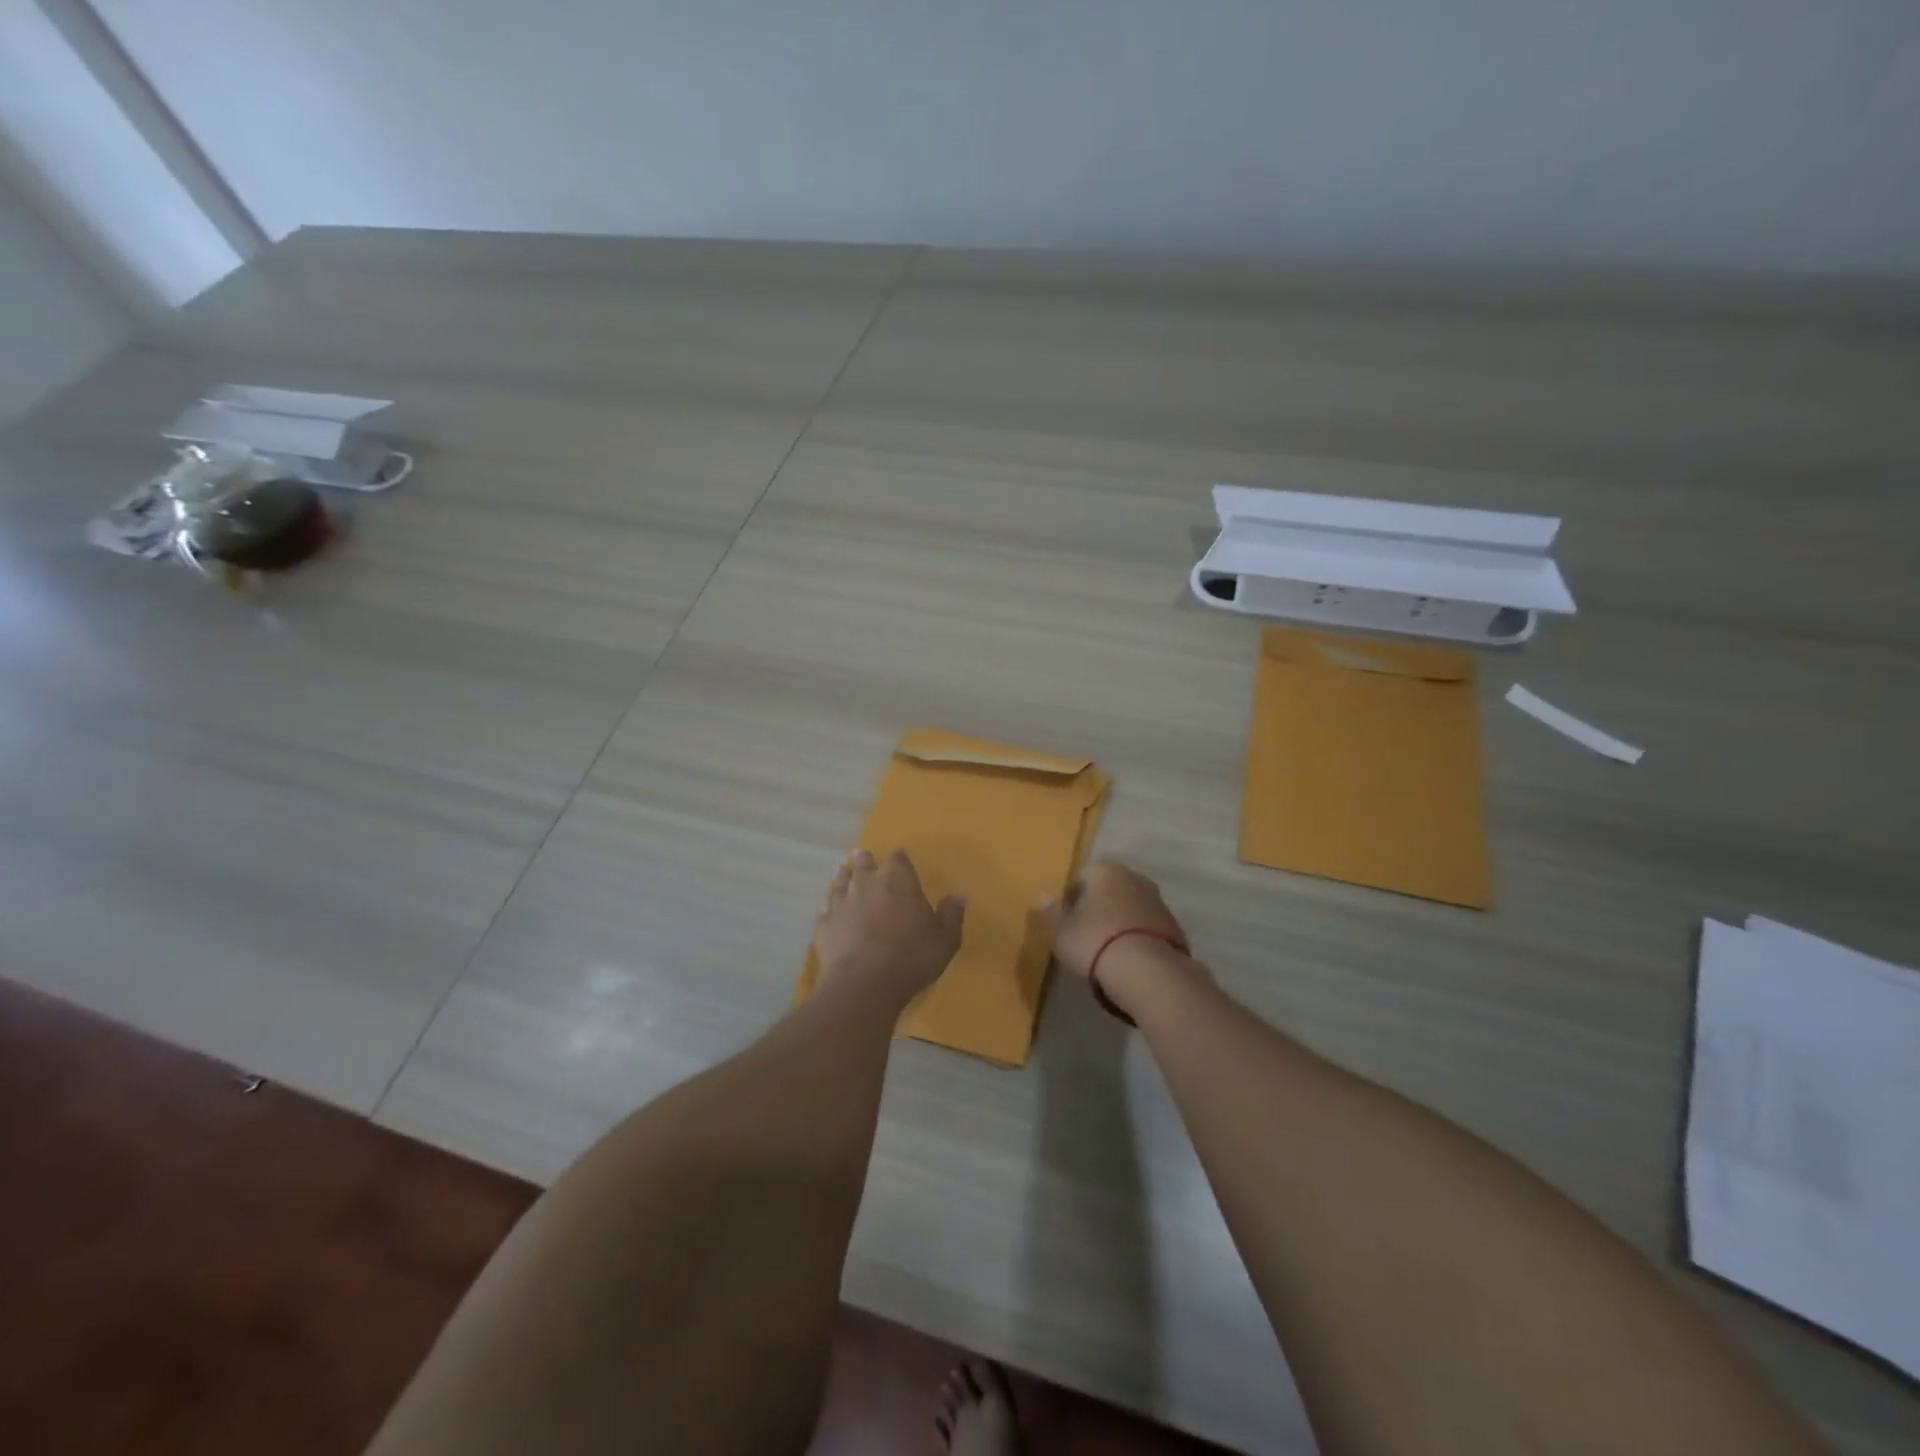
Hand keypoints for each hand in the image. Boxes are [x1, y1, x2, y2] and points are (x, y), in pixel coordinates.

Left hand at [813, 849, 965, 1004]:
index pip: (898, 858)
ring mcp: (841, 902)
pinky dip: (830, 910)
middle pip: (863, 863)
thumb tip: (959, 896)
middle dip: (865, 861)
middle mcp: (866, 882)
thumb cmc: (912, 956)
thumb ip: (951, 915)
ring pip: (840, 881)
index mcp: (897, 878)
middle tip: (863, 857)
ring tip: (842, 873)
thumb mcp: (945, 938)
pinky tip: (830, 913)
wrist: (865, 984)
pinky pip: (826, 911)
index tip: (900, 861)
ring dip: (843, 878)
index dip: (899, 860)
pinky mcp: (824, 925)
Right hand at [1042, 860, 1189, 981]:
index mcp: (1106, 871)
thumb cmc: (1095, 942)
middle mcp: (1135, 878)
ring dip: (1121, 922)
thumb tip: (1043, 898)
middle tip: (1086, 934)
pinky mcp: (1175, 927)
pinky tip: (1130, 960)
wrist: (1148, 972)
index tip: (1068, 920)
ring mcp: (1159, 902)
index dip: (1073, 898)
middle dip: (1099, 907)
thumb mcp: (1061, 932)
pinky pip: (1148, 928)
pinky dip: (1138, 938)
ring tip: (1108, 951)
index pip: (1084, 876)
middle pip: (1110, 889)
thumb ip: (1051, 913)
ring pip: (1131, 907)